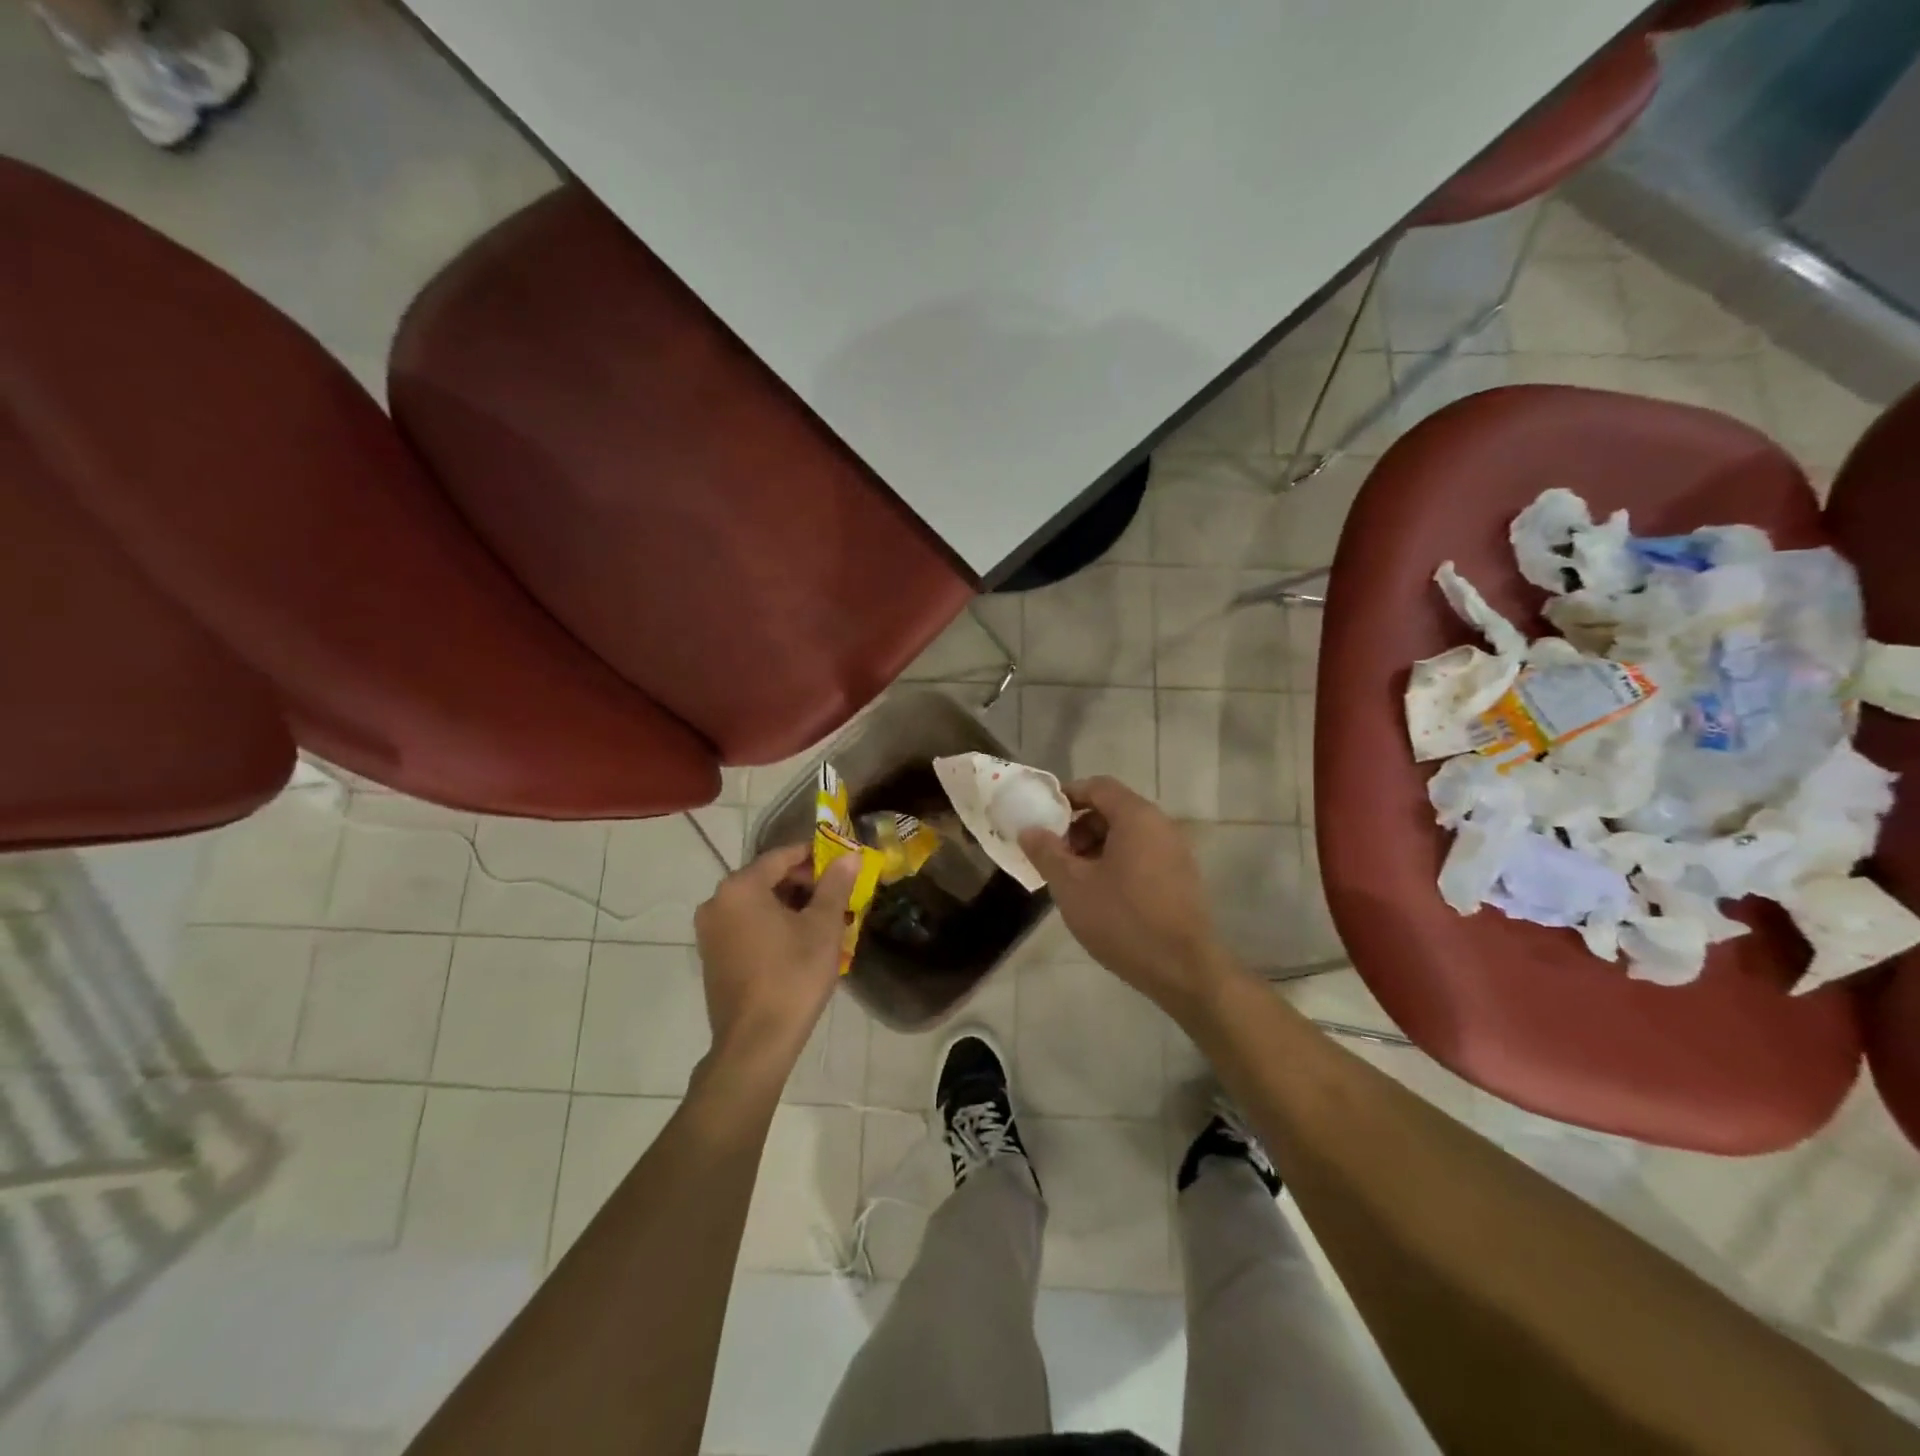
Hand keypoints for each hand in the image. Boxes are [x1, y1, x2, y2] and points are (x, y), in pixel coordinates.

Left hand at [693, 845, 858, 1075]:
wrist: (755, 1043)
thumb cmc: (792, 976)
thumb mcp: (822, 927)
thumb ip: (835, 885)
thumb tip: (849, 856)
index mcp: (740, 888)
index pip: (781, 856)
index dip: (815, 856)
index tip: (842, 864)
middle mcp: (717, 902)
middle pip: (767, 878)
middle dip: (804, 884)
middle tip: (838, 896)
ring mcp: (710, 931)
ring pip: (757, 904)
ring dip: (790, 906)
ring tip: (824, 921)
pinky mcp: (712, 956)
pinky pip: (746, 926)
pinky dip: (772, 925)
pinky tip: (799, 942)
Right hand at [1019, 777, 1231, 1012]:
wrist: (1183, 969)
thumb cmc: (1122, 919)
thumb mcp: (1072, 885)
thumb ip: (1046, 852)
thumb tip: (1029, 829)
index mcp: (1137, 817)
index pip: (1098, 786)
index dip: (1066, 796)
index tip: (1042, 819)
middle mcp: (1161, 825)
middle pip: (1113, 809)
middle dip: (1078, 827)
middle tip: (1055, 855)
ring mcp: (1176, 852)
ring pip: (1127, 835)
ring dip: (1096, 848)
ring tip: (1074, 879)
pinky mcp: (1181, 878)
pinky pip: (1142, 855)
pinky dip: (1117, 863)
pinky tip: (1101, 895)